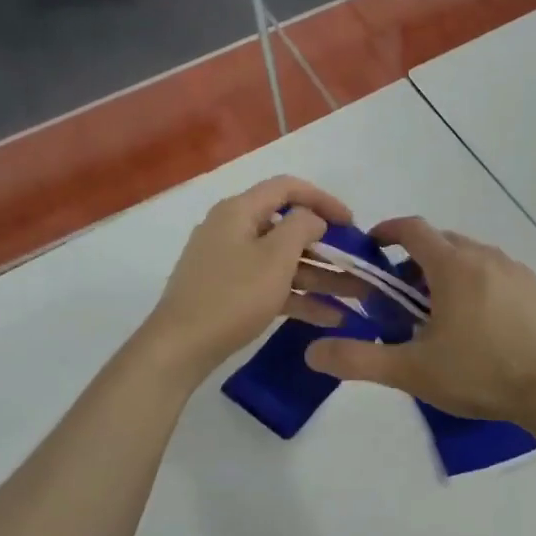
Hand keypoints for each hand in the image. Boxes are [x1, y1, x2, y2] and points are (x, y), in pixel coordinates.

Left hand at [139, 175, 360, 382]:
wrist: (180, 347)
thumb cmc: (232, 296)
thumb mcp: (275, 257)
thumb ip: (302, 227)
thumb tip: (312, 219)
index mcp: (239, 211)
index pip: (287, 188)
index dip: (323, 200)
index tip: (352, 223)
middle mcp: (232, 229)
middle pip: (287, 228)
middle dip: (326, 247)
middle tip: (356, 265)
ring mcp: (229, 262)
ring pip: (282, 261)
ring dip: (319, 276)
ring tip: (355, 296)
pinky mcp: (229, 292)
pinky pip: (271, 285)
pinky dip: (298, 296)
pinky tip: (330, 317)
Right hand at [305, 218, 535, 424]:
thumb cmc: (483, 374)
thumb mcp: (413, 371)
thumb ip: (359, 360)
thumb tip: (312, 352)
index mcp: (453, 265)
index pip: (413, 228)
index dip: (387, 231)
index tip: (373, 246)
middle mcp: (486, 256)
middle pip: (442, 242)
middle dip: (415, 260)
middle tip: (401, 297)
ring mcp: (518, 272)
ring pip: (471, 258)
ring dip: (447, 273)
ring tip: (439, 314)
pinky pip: (497, 274)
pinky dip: (477, 284)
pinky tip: (480, 326)